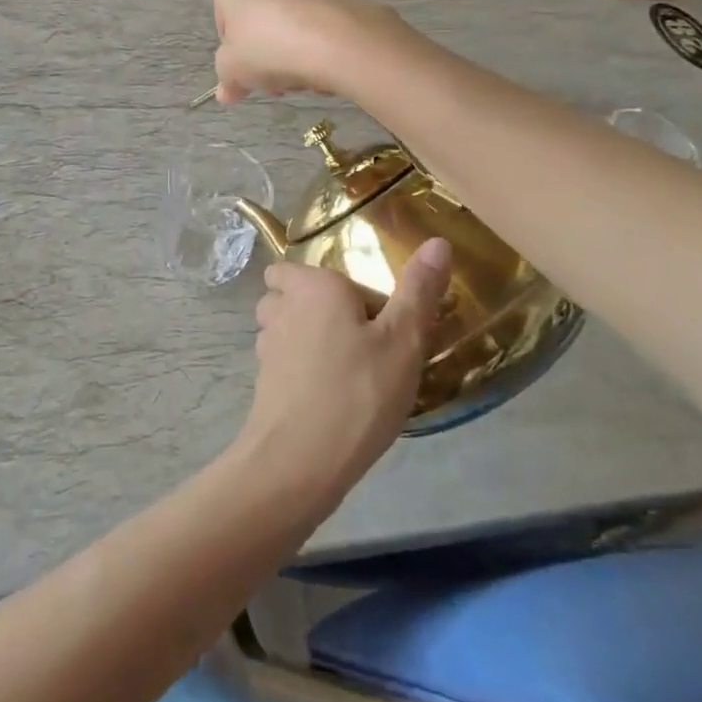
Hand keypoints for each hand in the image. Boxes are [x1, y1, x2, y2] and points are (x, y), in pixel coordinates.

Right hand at [212, 0, 402, 105]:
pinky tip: (324, 69)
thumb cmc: (269, 47)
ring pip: (289, 25)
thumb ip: (226, 78)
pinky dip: (317, 46)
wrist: (340, 40)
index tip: (245, 75)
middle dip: (263, 54)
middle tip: (272, 81)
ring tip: (300, 78)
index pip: (223, 21)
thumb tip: (227, 92)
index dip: (232, 53)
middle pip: (258, 22)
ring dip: (290, 53)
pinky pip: (319, 26)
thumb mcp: (233, 70)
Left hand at [236, 238, 452, 510]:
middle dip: (312, 306)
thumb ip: (418, 291)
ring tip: (346, 366)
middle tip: (357, 336)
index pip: (296, 267)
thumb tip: (438, 241)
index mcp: (311, 285)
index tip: (365, 310)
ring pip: (282, 327)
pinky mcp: (263, 382)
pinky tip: (331, 396)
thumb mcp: (403, 341)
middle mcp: (280, 306)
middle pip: (287, 293)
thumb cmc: (357, 392)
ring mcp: (266, 346)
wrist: (299, 461)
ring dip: (306, 338)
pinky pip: (282, 362)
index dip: (327, 283)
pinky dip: (300, 370)